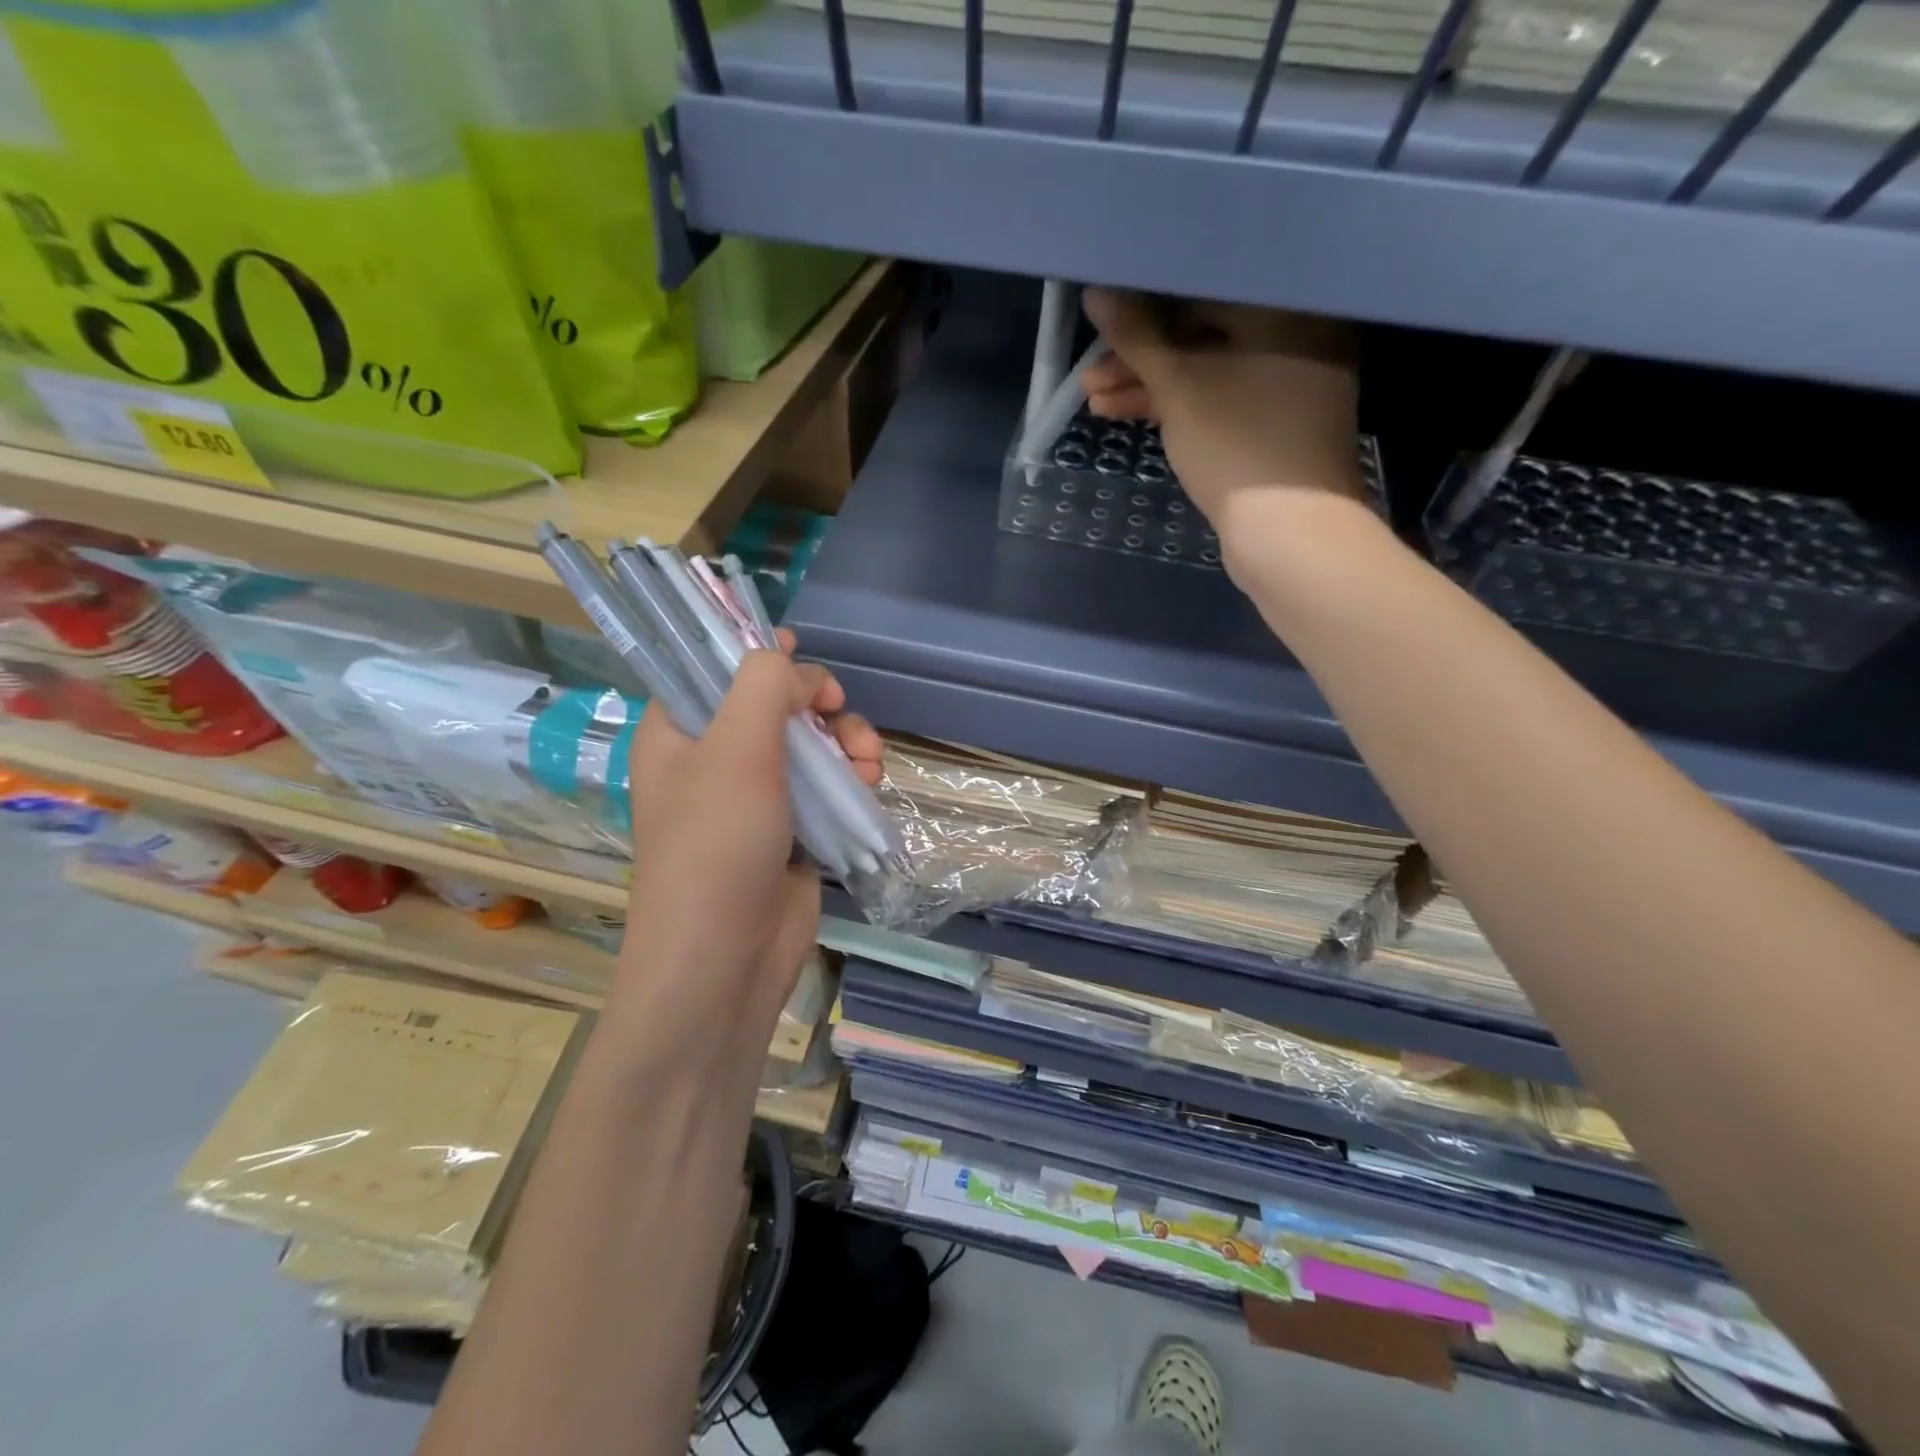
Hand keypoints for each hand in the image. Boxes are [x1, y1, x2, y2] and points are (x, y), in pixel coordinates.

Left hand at [608, 632, 882, 1063]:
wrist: (726, 961)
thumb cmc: (717, 846)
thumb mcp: (736, 749)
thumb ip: (765, 686)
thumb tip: (795, 668)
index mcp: (678, 733)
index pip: (715, 670)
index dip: (759, 655)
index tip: (801, 655)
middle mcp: (714, 760)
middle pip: (776, 705)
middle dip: (820, 705)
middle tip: (840, 713)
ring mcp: (756, 798)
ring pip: (811, 746)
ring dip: (847, 743)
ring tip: (869, 762)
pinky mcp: (792, 831)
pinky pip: (827, 786)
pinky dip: (852, 779)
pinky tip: (871, 785)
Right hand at [1080, 289, 1363, 565]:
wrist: (1291, 533)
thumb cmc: (1237, 443)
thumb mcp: (1178, 386)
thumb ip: (1136, 337)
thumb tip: (1097, 290)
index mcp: (1285, 307)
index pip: (1203, 287)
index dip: (1144, 303)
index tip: (1102, 320)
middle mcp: (1296, 334)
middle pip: (1202, 332)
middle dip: (1139, 356)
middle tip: (1089, 372)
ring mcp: (1288, 384)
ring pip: (1206, 371)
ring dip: (1149, 386)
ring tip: (1093, 401)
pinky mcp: (1274, 424)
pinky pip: (1219, 399)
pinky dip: (1177, 407)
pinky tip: (1127, 415)